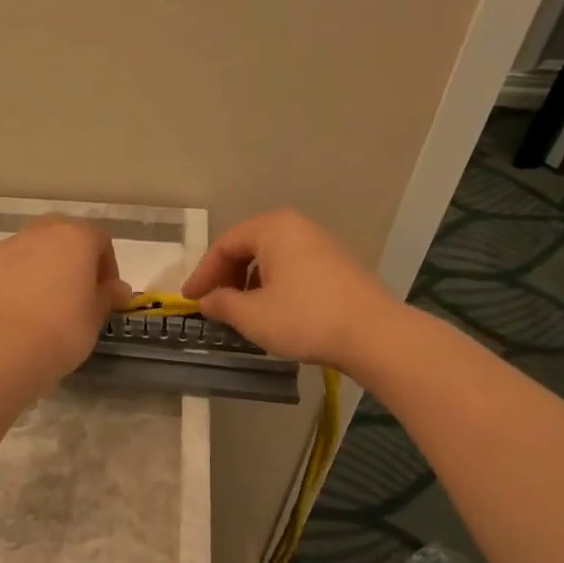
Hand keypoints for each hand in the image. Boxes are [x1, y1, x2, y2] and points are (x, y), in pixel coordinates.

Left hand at [0, 216, 130, 390]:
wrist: (2, 350)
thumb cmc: (62, 332)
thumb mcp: (95, 318)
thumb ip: (107, 296)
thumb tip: (116, 288)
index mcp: (75, 238)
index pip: (100, 240)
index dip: (107, 267)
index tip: (105, 294)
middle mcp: (39, 233)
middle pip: (61, 235)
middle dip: (70, 259)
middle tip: (73, 293)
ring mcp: (3, 247)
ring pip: (27, 250)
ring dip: (38, 269)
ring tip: (38, 307)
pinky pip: (1, 270)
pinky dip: (9, 283)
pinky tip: (10, 313)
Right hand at [182, 208, 397, 370]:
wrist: (374, 335)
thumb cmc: (305, 318)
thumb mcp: (252, 315)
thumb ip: (222, 304)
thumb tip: (207, 301)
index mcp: (273, 228)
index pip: (225, 245)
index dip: (203, 274)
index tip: (189, 300)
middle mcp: (297, 227)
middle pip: (248, 247)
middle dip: (226, 276)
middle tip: (213, 304)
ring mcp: (321, 245)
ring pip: (272, 259)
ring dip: (249, 283)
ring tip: (240, 312)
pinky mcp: (337, 266)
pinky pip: (292, 268)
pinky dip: (273, 286)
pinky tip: (272, 312)